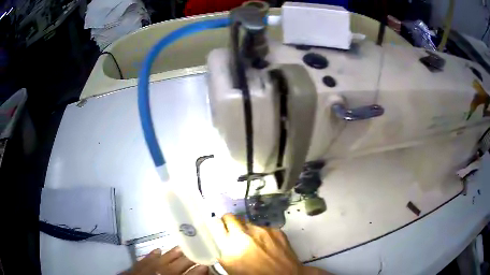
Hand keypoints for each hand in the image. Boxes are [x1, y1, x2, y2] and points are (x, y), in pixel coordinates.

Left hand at [124, 247, 208, 274]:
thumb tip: (200, 273)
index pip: (193, 273)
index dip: (201, 267)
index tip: (209, 262)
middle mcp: (164, 271)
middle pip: (181, 263)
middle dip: (192, 257)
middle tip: (201, 250)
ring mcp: (150, 266)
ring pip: (166, 257)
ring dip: (175, 252)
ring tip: (183, 246)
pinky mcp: (139, 265)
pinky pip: (148, 257)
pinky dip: (154, 254)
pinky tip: (158, 249)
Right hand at [215, 214, 331, 274]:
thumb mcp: (232, 267)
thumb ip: (224, 251)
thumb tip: (221, 241)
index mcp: (229, 247)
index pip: (215, 225)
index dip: (216, 226)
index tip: (218, 229)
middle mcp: (243, 235)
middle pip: (230, 217)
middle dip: (229, 223)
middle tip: (233, 232)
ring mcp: (261, 230)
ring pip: (247, 222)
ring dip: (246, 229)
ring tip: (252, 241)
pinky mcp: (275, 229)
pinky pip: (262, 226)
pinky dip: (261, 232)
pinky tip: (266, 243)